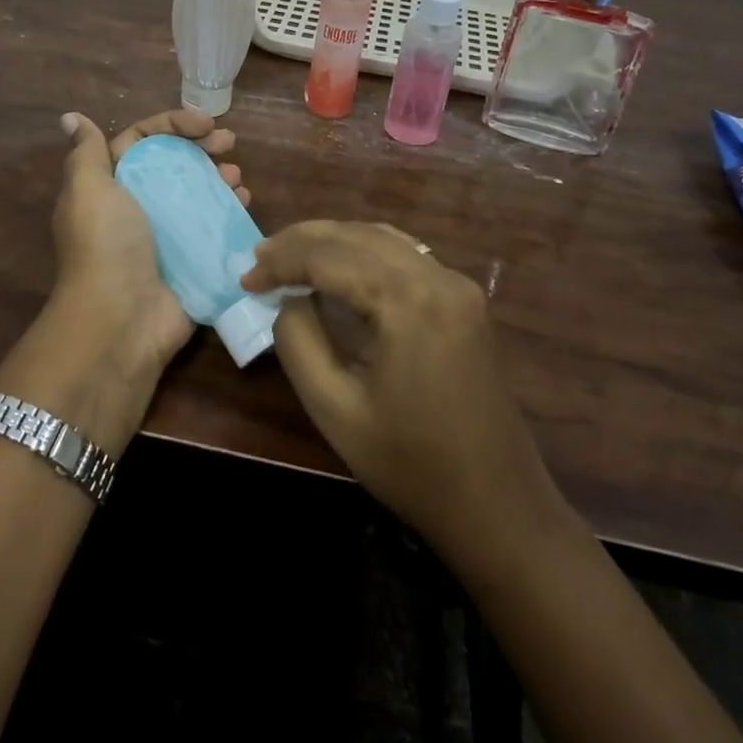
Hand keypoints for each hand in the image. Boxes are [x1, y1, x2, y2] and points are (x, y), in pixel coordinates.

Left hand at [3, 111, 245, 438]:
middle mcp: (137, 204)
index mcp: (111, 183)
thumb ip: (85, 151)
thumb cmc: (105, 244)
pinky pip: (214, 225)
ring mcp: (166, 233)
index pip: (142, 139)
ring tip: (237, 176)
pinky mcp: (191, 258)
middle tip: (229, 143)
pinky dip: (230, 209)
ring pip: (197, 191)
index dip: (172, 124)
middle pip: (174, 162)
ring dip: (219, 176)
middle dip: (202, 147)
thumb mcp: (88, 188)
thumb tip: (71, 117)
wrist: (120, 319)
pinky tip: (244, 201)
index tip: (205, 123)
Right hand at [241, 221, 564, 556]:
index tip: (245, 279)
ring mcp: (457, 285)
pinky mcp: (464, 300)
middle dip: (303, 241)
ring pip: (381, 238)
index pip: (329, 258)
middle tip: (260, 255)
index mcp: (408, 301)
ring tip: (289, 255)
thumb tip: (289, 297)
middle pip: (357, 236)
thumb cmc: (410, 465)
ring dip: (333, 241)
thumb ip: (298, 340)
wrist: (497, 506)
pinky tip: (339, 266)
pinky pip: (405, 255)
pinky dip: (363, 252)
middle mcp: (438, 277)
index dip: (282, 262)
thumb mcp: (333, 408)